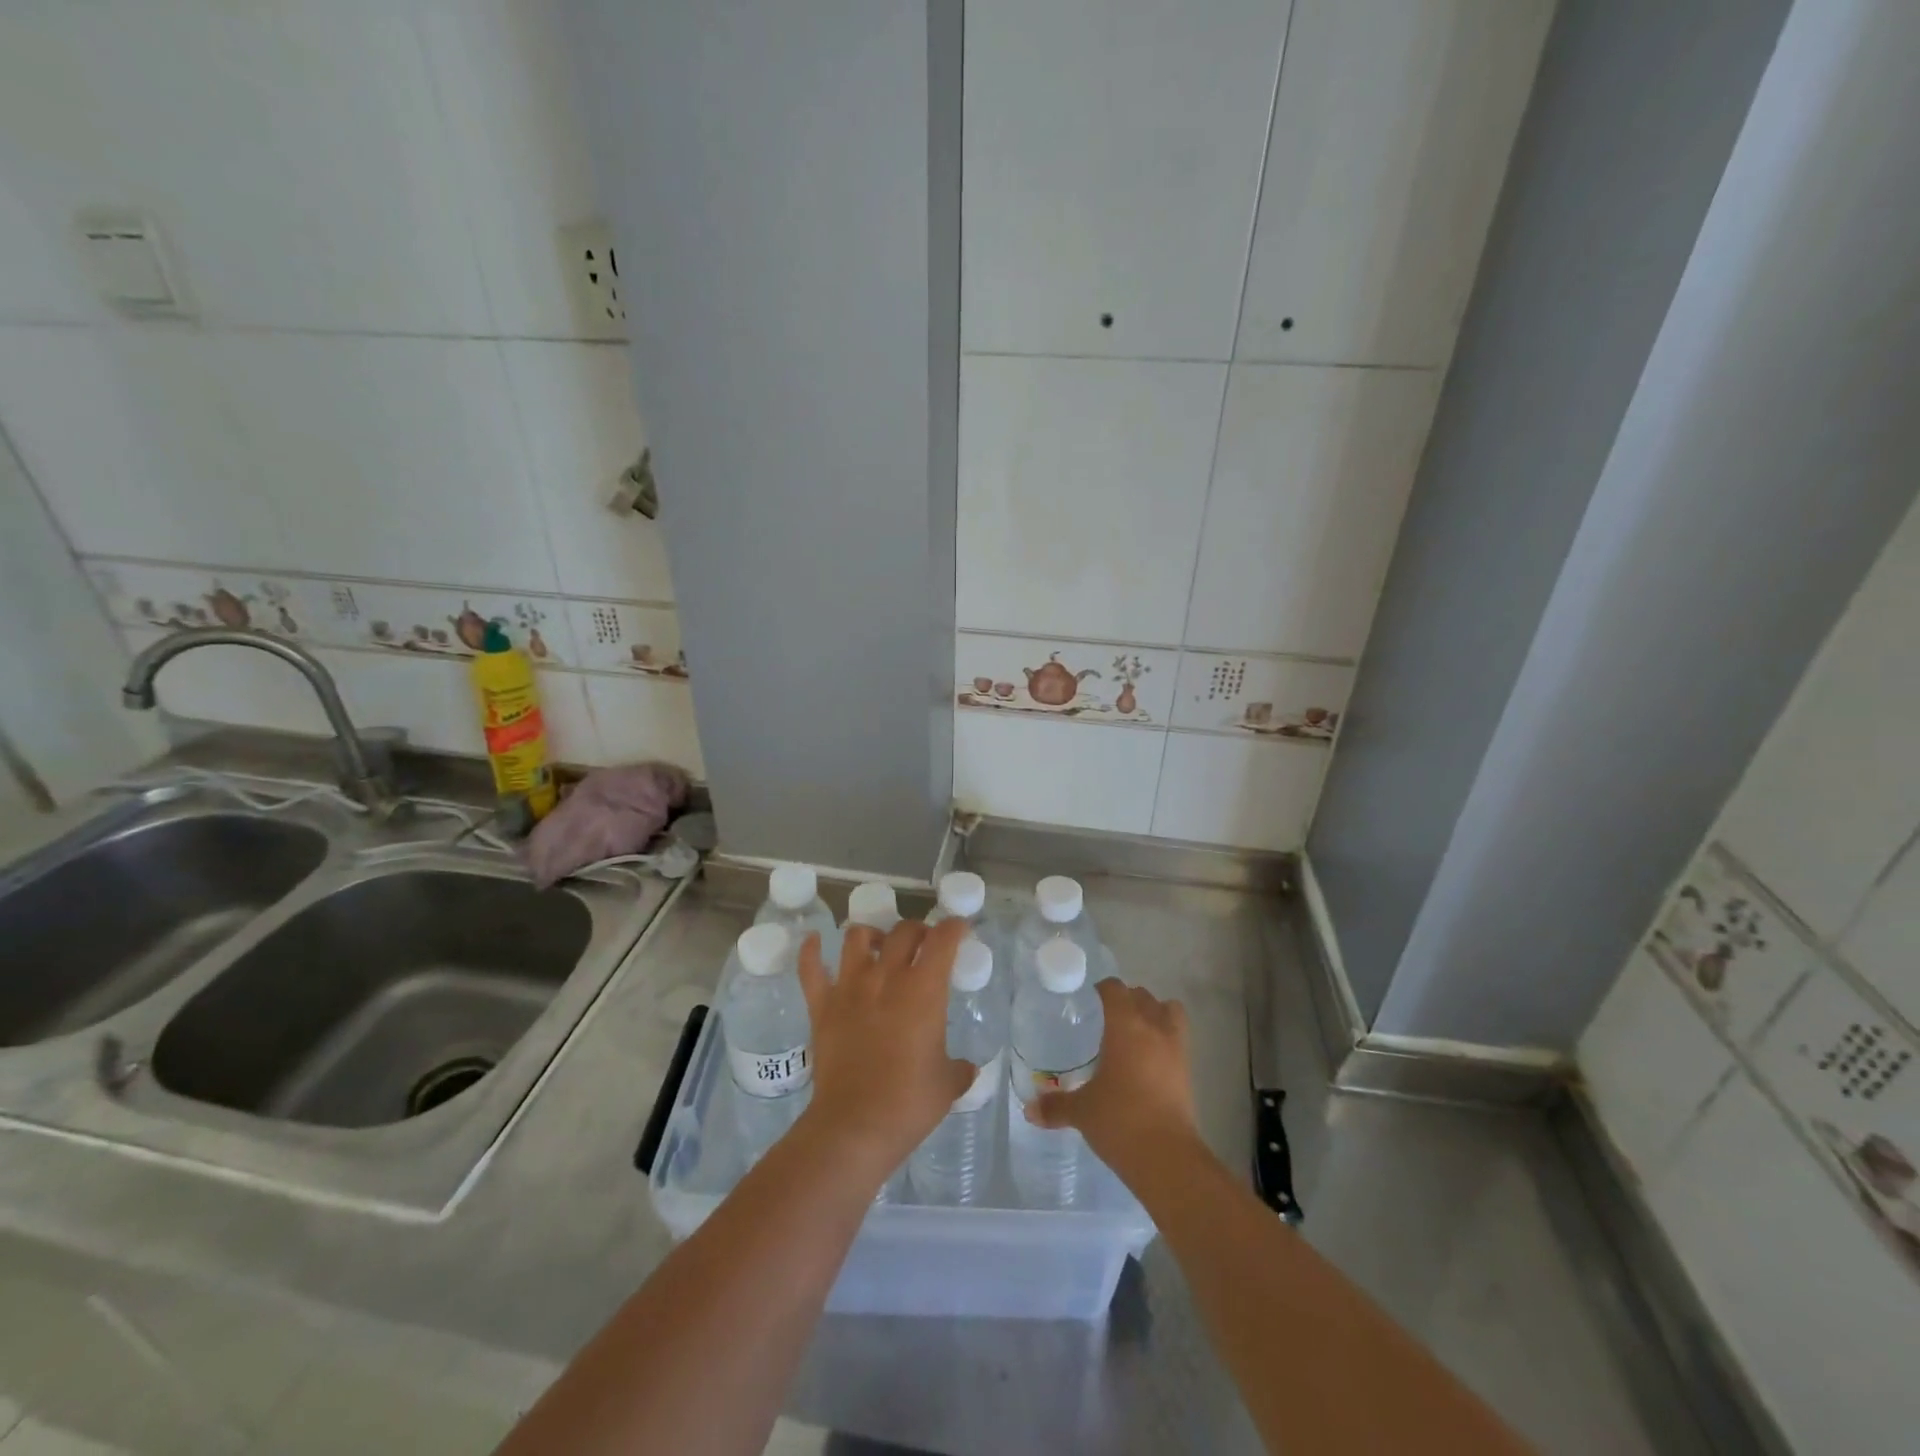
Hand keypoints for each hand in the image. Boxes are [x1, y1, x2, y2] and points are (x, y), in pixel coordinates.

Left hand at [796, 918, 975, 1172]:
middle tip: (925, 945)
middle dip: (919, 931)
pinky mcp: (821, 1005)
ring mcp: (849, 987)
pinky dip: (811, 950)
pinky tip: (814, 941)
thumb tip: (967, 1068)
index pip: (943, 939)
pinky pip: (811, 967)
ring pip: (857, 937)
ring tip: (880, 946)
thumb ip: (959, 1069)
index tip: (960, 929)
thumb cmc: (908, 1104)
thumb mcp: (947, 1085)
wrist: (854, 1126)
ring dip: (873, 935)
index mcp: (924, 989)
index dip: (954, 927)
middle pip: (903, 931)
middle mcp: (886, 977)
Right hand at [1028, 979, 1198, 1171]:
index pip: (1115, 989)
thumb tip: (1029, 1110)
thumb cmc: (1120, 1120)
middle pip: (1142, 996)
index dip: (1100, 990)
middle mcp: (1153, 1028)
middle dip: (1125, 1000)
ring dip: (1153, 1014)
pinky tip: (1146, 1060)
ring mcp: (1175, 1048)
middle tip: (1104, 1019)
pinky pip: (1177, 1039)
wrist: (1167, 1158)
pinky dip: (1164, 1039)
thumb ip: (1055, 1106)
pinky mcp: (1188, 1070)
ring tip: (1133, 1033)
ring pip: (1168, 1011)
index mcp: (1125, 1025)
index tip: (1086, 1002)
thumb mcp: (1082, 1111)